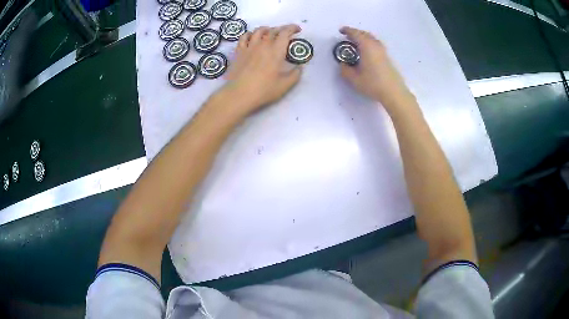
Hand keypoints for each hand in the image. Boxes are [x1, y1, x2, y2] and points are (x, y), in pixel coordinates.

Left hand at [222, 24, 302, 115]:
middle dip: (281, 29)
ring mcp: (249, 46)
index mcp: (276, 51)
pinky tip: (252, 37)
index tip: (297, 30)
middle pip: (273, 30)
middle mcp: (263, 44)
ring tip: (270, 32)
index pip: (285, 33)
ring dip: (266, 29)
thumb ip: (295, 74)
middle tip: (285, 34)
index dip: (292, 28)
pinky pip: (244, 37)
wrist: (238, 94)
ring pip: (258, 31)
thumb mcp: (285, 85)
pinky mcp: (238, 51)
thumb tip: (300, 67)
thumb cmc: (263, 90)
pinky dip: (250, 34)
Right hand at [339, 26, 414, 111]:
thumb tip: (342, 65)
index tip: (341, 31)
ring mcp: (383, 51)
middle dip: (356, 33)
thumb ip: (345, 70)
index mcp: (367, 47)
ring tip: (357, 43)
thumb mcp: (354, 79)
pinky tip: (366, 51)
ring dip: (363, 38)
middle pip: (365, 34)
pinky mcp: (387, 58)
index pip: (356, 34)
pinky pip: (376, 44)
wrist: (394, 92)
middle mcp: (375, 46)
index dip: (347, 31)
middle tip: (348, 36)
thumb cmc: (373, 84)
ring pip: (372, 39)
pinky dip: (369, 43)